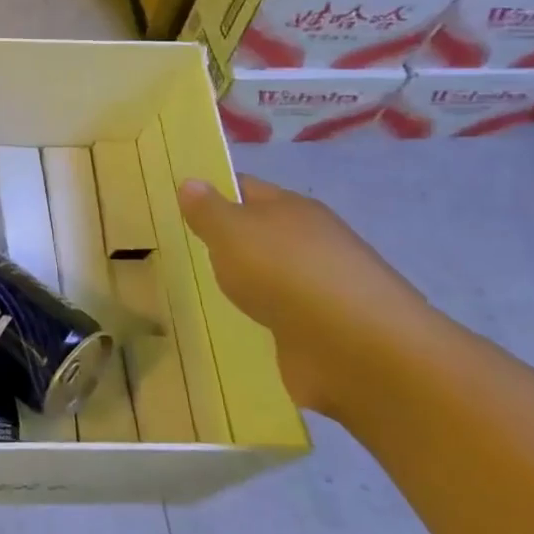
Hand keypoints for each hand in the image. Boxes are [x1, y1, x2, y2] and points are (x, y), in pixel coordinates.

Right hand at [178, 175, 431, 414]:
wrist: (358, 350)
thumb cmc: (287, 274)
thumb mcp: (232, 233)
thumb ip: (208, 211)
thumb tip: (191, 182)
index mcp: (291, 208)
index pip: (244, 188)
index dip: (212, 191)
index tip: (176, 202)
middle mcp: (309, 242)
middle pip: (259, 232)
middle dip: (226, 239)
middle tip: (178, 247)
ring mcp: (319, 288)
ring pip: (269, 275)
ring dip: (245, 282)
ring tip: (200, 289)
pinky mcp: (321, 331)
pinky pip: (280, 316)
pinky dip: (261, 319)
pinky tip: (235, 325)